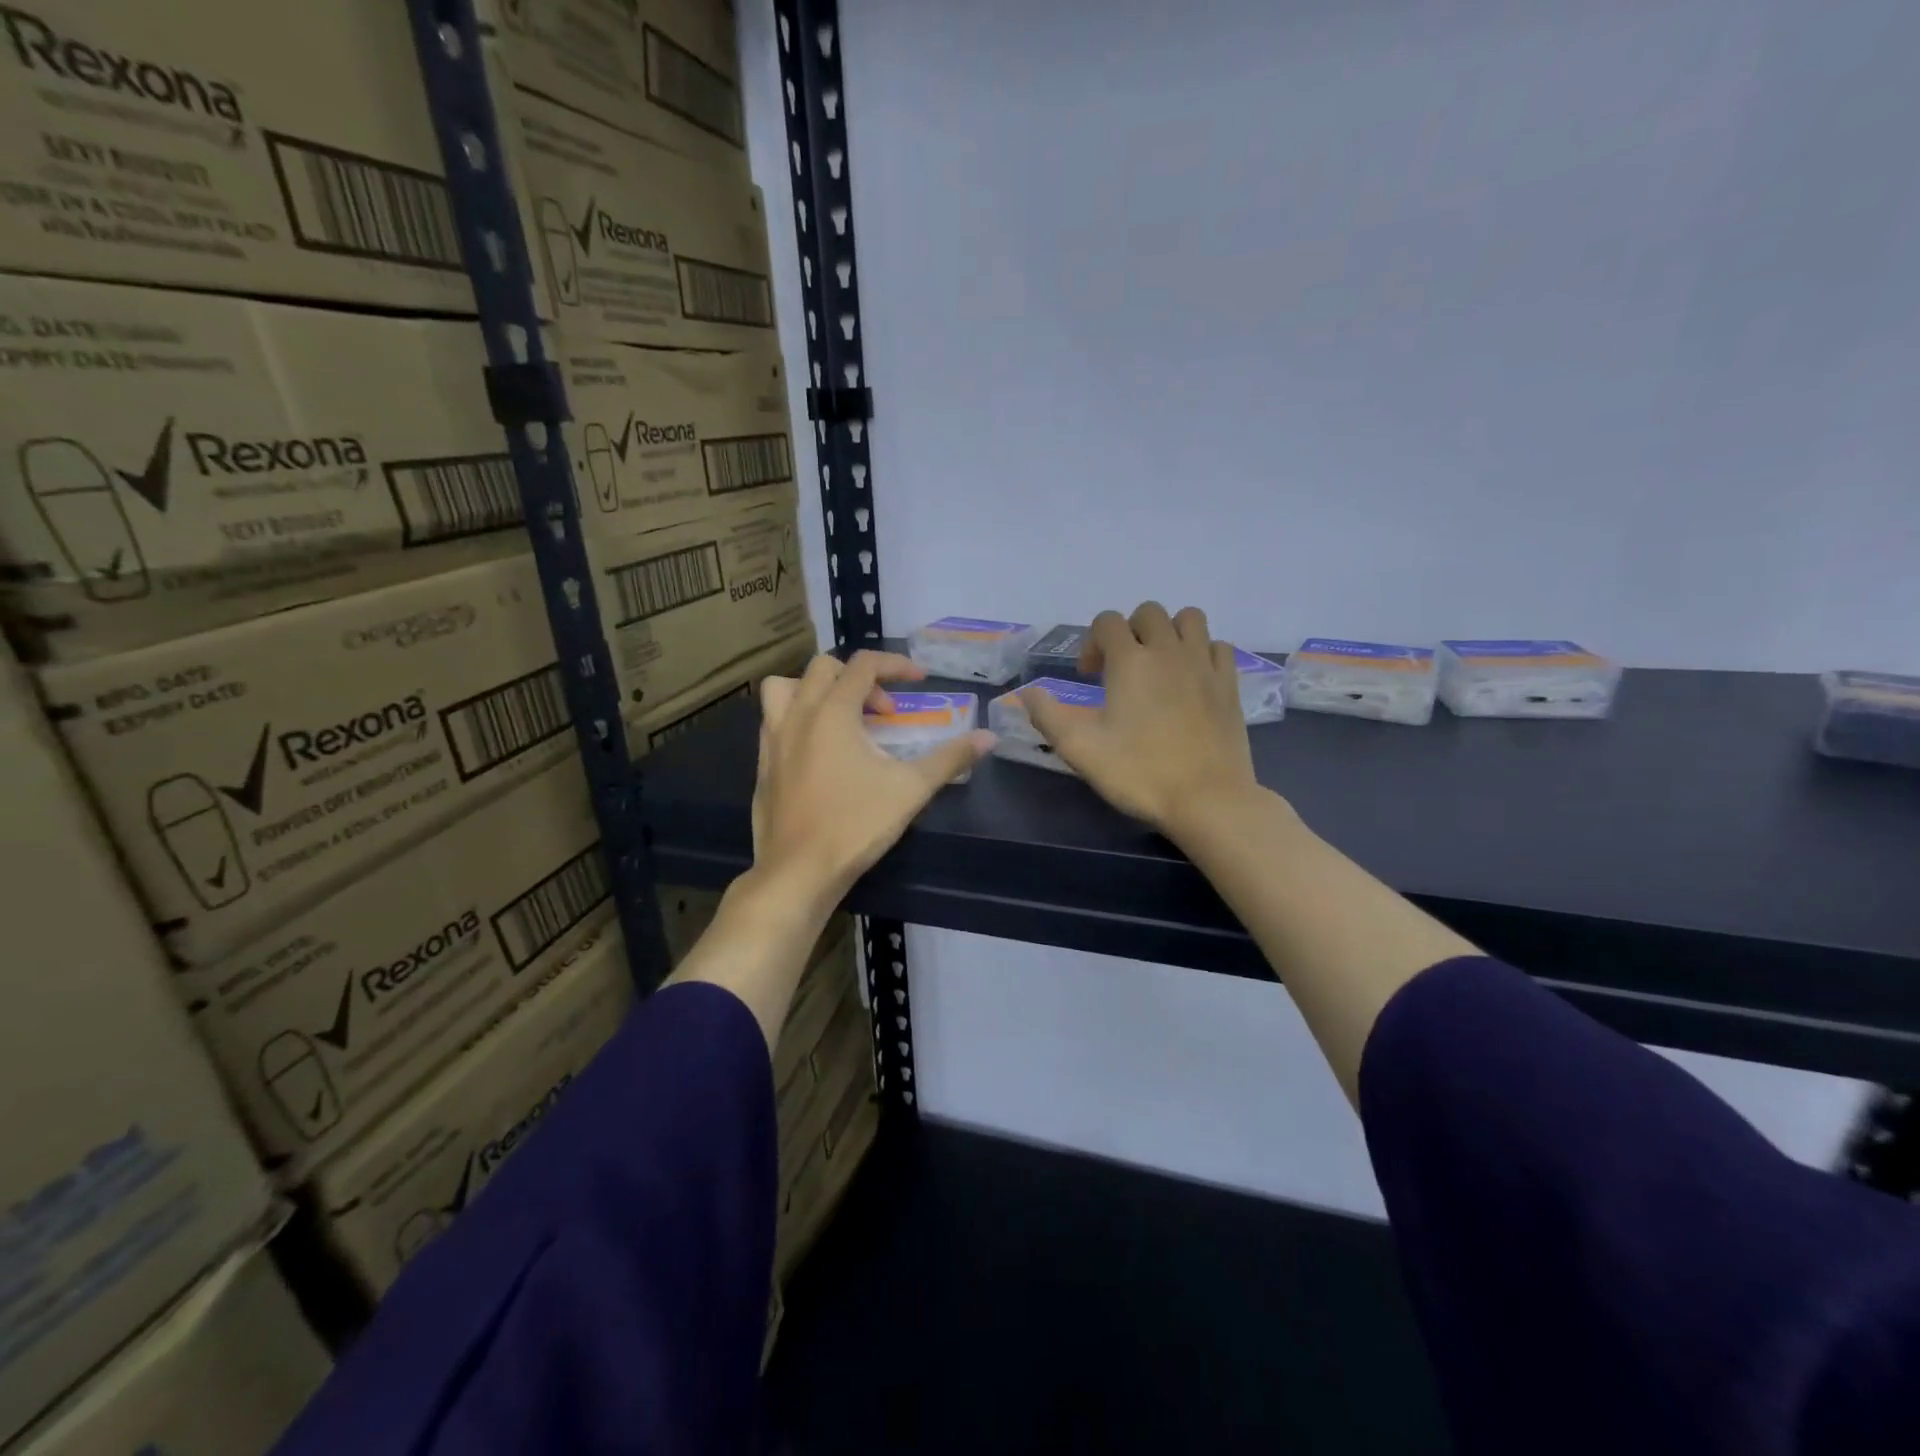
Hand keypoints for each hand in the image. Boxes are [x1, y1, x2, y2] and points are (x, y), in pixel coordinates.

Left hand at [752, 651, 994, 908]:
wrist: (798, 872)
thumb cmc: (856, 825)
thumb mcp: (911, 789)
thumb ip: (950, 758)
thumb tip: (988, 738)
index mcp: (832, 712)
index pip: (863, 665)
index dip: (896, 665)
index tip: (920, 680)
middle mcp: (796, 716)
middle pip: (822, 669)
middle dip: (859, 679)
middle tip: (885, 713)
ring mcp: (772, 741)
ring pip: (784, 689)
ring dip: (815, 691)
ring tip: (842, 718)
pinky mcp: (763, 766)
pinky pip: (774, 723)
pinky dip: (798, 720)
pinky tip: (820, 754)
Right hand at [1021, 603, 1259, 837]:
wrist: (1207, 800)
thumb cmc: (1140, 774)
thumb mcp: (1080, 750)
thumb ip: (1047, 717)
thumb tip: (1026, 693)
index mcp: (1130, 661)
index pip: (1107, 622)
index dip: (1092, 643)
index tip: (1090, 677)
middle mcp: (1169, 651)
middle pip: (1149, 613)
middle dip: (1129, 631)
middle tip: (1121, 669)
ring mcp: (1204, 664)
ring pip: (1189, 619)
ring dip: (1169, 632)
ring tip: (1159, 665)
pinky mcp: (1230, 684)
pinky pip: (1217, 646)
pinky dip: (1202, 652)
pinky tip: (1192, 679)